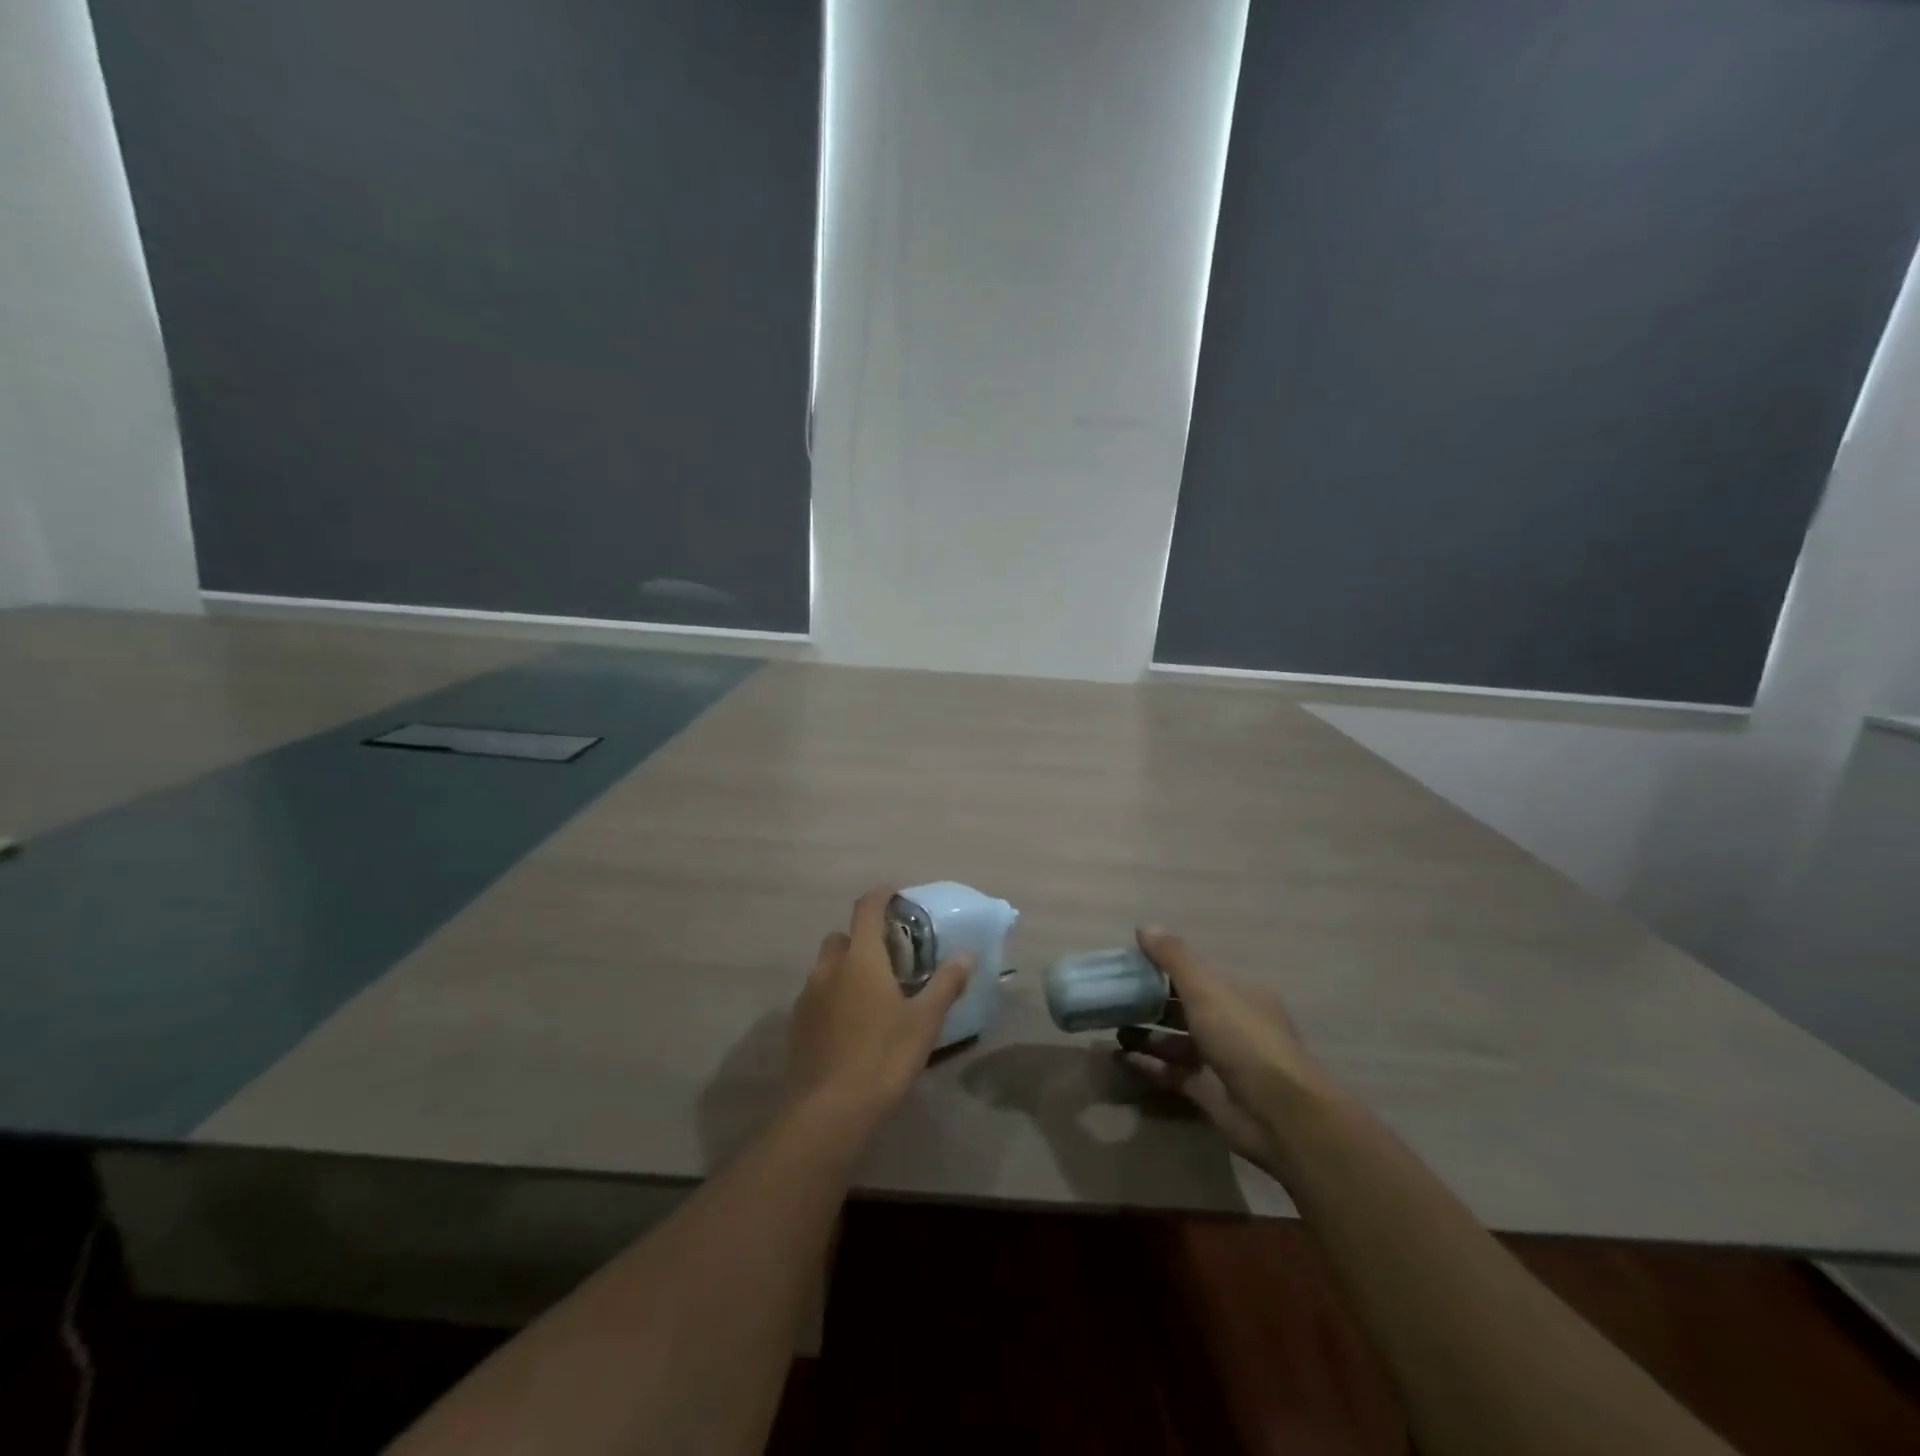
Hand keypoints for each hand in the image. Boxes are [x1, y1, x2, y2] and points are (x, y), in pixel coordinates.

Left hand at [785, 887, 973, 1135]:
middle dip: (862, 938)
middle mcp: (829, 968)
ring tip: (872, 994)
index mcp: (861, 959)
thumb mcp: (925, 1022)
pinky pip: (816, 995)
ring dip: (846, 968)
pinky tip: (851, 1024)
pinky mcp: (796, 1024)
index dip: (880, 896)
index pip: (866, 908)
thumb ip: (945, 984)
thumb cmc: (883, 1057)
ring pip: (826, 967)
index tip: (895, 897)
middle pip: (842, 936)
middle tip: (889, 957)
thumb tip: (965, 955)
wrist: (829, 1111)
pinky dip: (833, 996)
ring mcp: (807, 996)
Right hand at [1119, 928, 1335, 1169]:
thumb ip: (1173, 958)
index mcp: (1238, 994)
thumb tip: (1144, 927)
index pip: (1197, 975)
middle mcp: (1232, 1024)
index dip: (1163, 968)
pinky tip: (1123, 1058)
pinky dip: (1150, 1065)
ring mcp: (1221, 1060)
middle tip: (1114, 1000)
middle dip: (1150, 1003)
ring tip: (1113, 1030)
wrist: (1278, 1113)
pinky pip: (1173, 1073)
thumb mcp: (1205, 989)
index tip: (1129, 966)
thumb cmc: (1242, 1038)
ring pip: (1177, 1041)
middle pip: (1185, 1008)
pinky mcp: (1210, 1092)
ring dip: (1147, 1035)